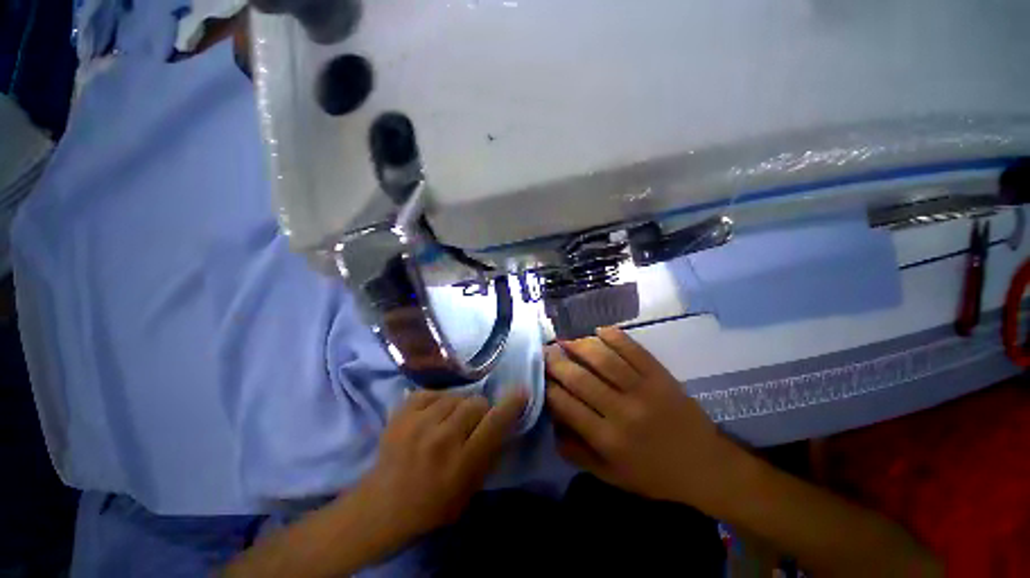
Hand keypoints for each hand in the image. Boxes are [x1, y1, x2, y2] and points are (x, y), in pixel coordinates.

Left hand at [349, 390, 526, 551]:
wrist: (383, 506)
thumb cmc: (433, 504)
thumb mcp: (471, 489)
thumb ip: (490, 454)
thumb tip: (502, 422)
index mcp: (462, 461)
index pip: (495, 422)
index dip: (511, 404)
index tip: (520, 392)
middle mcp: (443, 437)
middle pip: (477, 403)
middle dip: (480, 412)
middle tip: (471, 424)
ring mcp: (420, 421)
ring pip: (456, 396)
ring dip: (458, 407)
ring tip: (449, 421)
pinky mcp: (403, 412)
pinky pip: (434, 392)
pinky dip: (438, 401)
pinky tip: (433, 414)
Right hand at [545, 327, 738, 506]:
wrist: (706, 466)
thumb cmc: (655, 475)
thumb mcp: (612, 477)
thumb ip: (578, 453)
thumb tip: (553, 425)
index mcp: (609, 440)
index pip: (567, 406)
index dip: (549, 387)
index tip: (540, 376)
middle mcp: (622, 411)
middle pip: (580, 378)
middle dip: (557, 362)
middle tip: (546, 351)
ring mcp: (644, 389)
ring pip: (604, 359)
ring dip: (580, 345)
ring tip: (567, 341)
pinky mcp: (660, 375)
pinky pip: (633, 349)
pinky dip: (614, 336)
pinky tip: (599, 331)